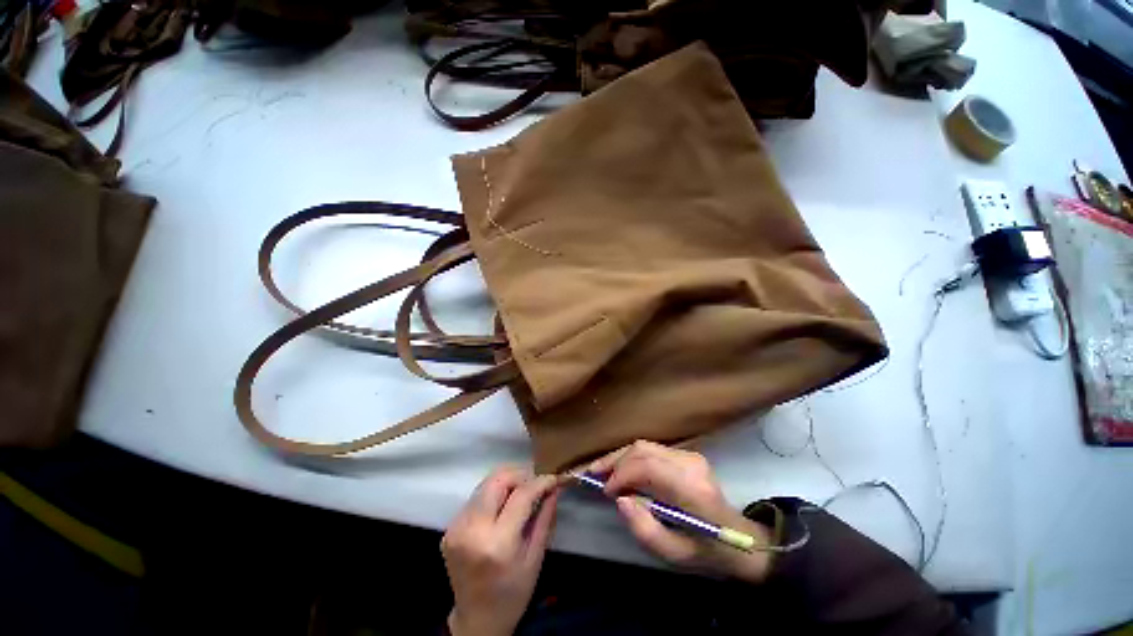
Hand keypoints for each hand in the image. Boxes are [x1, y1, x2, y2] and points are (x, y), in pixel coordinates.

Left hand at [441, 467, 561, 635]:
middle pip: (497, 480)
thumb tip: (554, 487)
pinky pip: (476, 497)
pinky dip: (493, 494)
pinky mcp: (449, 528)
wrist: (477, 620)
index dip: (540, 482)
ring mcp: (456, 528)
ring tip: (522, 491)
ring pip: (485, 484)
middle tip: (535, 483)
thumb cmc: (513, 593)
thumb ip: (545, 517)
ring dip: (507, 482)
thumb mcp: (536, 558)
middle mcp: (472, 530)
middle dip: (520, 475)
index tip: (553, 478)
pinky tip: (503, 506)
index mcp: (497, 543)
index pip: (521, 495)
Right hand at [587, 441, 772, 582]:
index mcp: (691, 489)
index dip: (621, 474)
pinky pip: (651, 450)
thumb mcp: (675, 554)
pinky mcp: (686, 455)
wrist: (741, 539)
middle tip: (593, 475)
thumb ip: (644, 528)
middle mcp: (690, 464)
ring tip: (601, 470)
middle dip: (614, 461)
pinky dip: (632, 458)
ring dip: (620, 457)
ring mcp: (689, 455)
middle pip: (642, 450)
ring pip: (644, 446)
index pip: (647, 467)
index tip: (605, 491)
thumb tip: (620, 499)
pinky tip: (620, 469)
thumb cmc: (708, 551)